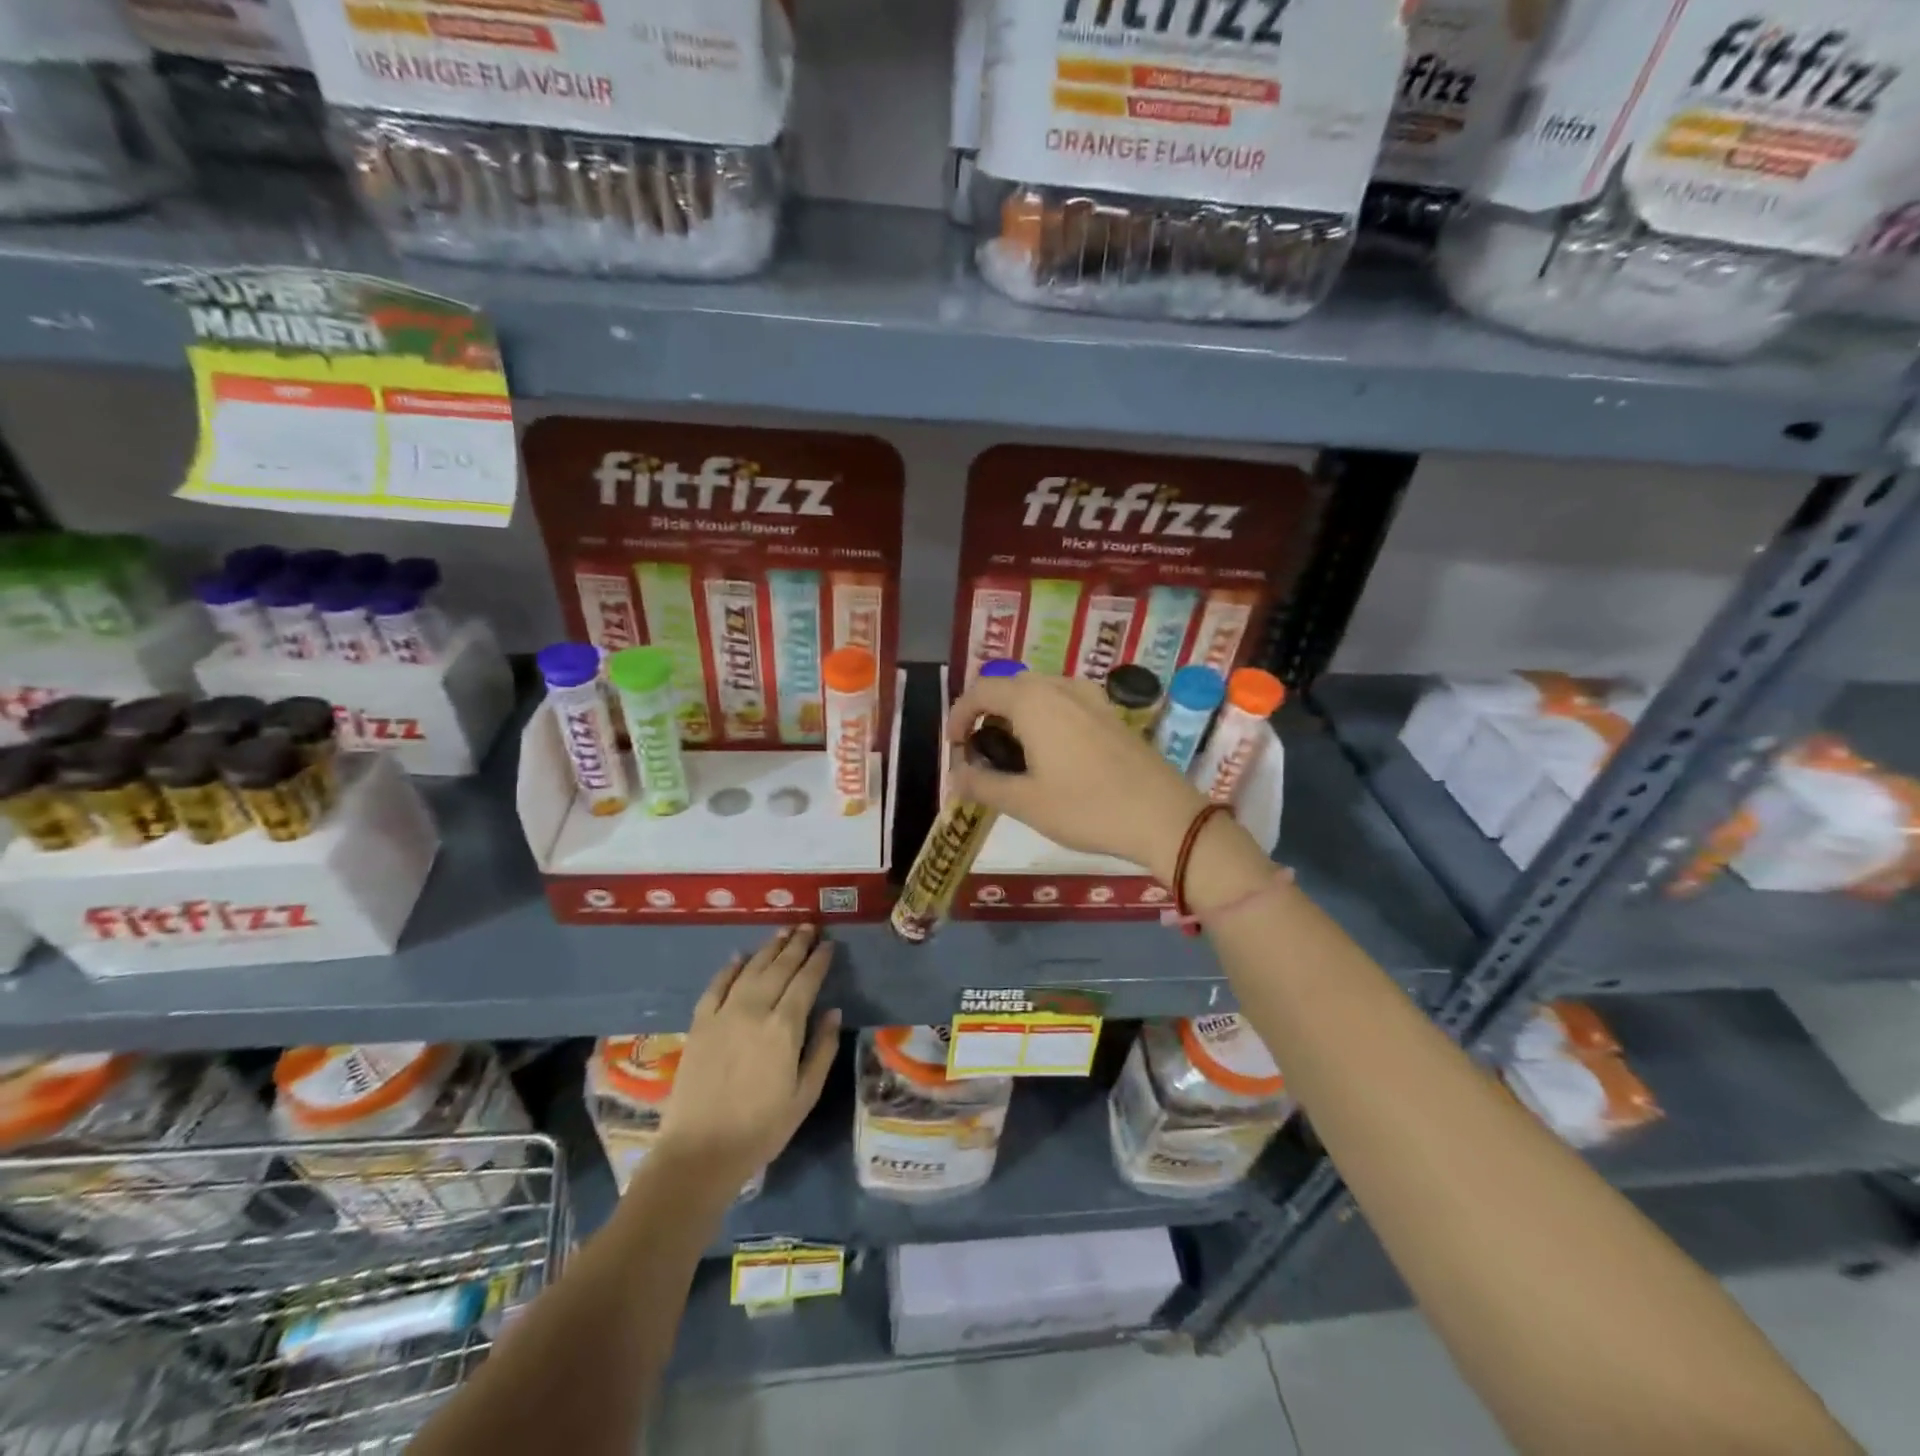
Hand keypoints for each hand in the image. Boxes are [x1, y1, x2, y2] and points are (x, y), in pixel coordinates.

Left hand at [657, 925, 840, 1189]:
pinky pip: (716, 986)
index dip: (819, 960)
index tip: (829, 944)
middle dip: (797, 944)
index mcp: (785, 1028)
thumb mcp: (805, 1095)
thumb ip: (823, 1049)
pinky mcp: (699, 1024)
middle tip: (809, 927)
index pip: (806, 981)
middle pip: (779, 967)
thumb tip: (834, 1012)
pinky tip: (740, 956)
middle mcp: (755, 1010)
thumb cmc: (762, 1129)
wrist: (700, 1152)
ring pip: (751, 969)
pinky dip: (730, 968)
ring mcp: (723, 1014)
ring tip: (784, 932)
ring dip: (769, 948)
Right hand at [946, 673, 1206, 882]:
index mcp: (1033, 701)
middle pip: (1010, 686)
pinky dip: (1045, 717)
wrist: (1164, 816)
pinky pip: (1065, 701)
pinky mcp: (1111, 713)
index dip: (959, 714)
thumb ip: (983, 784)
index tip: (954, 745)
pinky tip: (1052, 753)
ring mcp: (1090, 697)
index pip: (981, 690)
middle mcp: (1060, 687)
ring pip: (1039, 692)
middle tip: (981, 751)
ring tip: (1013, 753)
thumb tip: (955, 776)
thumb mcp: (1026, 802)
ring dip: (1017, 713)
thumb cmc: (1087, 808)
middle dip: (987, 713)